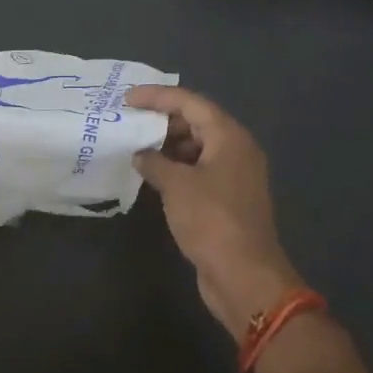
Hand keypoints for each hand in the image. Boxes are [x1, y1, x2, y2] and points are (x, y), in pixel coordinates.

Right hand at [125, 85, 302, 336]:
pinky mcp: (229, 199)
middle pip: (197, 121)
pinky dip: (177, 167)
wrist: (245, 276)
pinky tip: (153, 175)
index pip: (190, 102)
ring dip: (168, 145)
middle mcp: (236, 149)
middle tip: (130, 122)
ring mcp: (235, 175)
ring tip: (136, 147)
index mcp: (229, 136)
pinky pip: (200, 170)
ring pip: (198, 147)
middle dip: (162, 120)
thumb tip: (141, 155)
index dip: (157, 96)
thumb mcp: (176, 186)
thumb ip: (155, 162)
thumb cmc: (212, 220)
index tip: (127, 98)